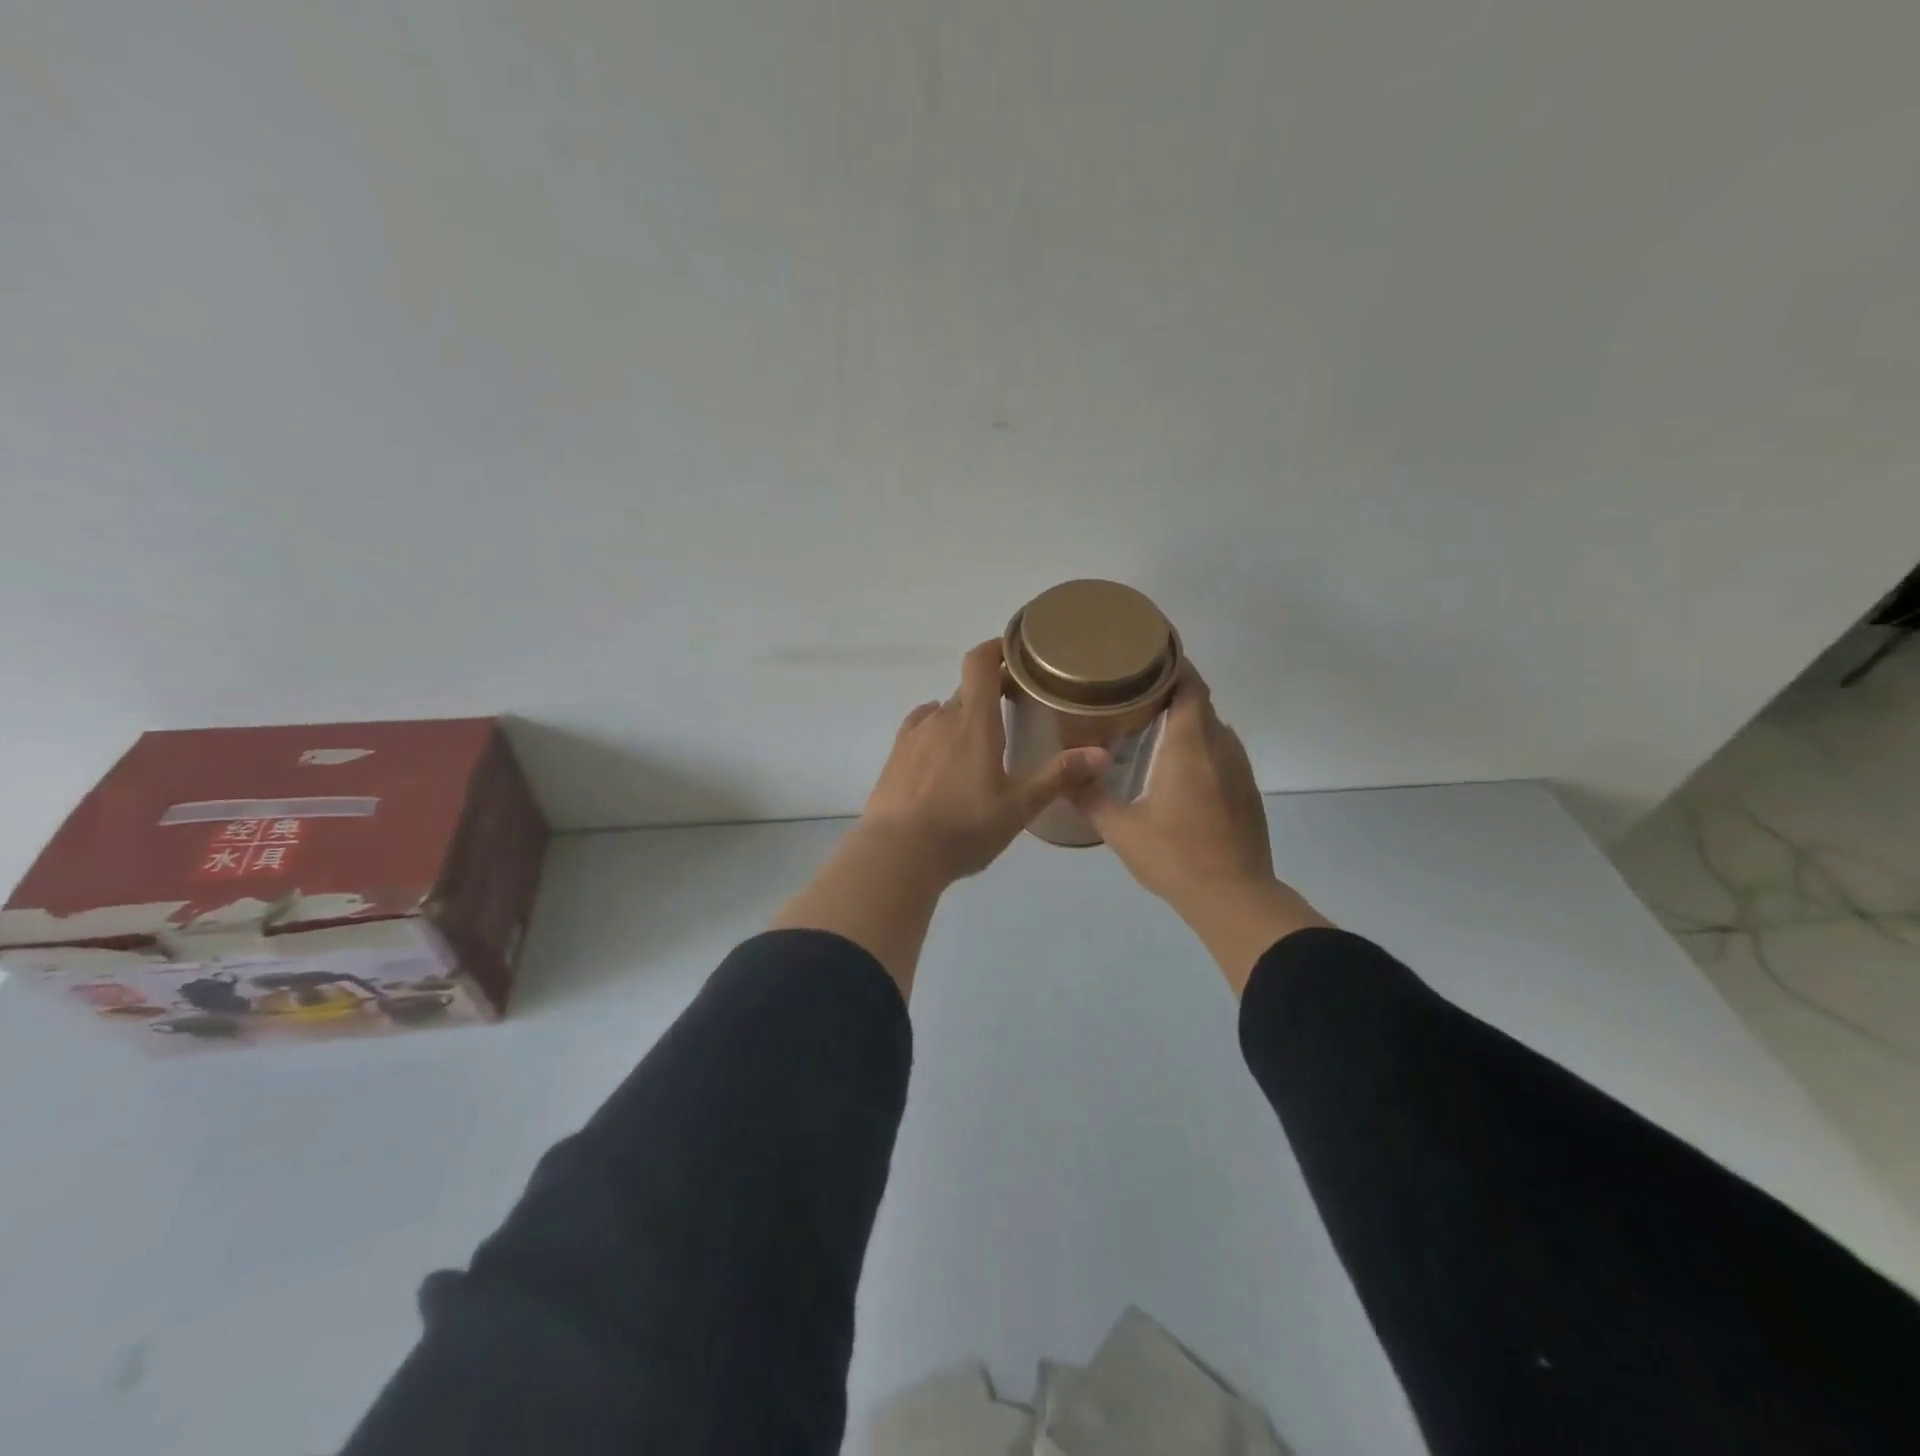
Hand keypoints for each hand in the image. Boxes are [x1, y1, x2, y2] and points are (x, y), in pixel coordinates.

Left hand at [862, 639, 1110, 886]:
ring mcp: (914, 735)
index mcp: (975, 722)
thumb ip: (1058, 776)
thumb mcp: (1018, 807)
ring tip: (980, 741)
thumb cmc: (964, 827)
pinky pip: (920, 727)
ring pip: (944, 711)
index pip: (980, 663)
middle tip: (1014, 708)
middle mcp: (942, 718)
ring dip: (964, 716)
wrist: (897, 853)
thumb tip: (1103, 754)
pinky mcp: (895, 756)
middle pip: (968, 689)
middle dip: (991, 691)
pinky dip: (936, 729)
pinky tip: (941, 748)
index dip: (996, 649)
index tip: (1015, 652)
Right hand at [1071, 661, 1330, 992]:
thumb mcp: (1121, 830)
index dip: (1173, 664)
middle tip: (1133, 689)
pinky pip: (1222, 750)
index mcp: (1190, 746)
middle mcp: (1220, 747)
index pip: (1189, 686)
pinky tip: (1176, 765)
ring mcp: (1239, 769)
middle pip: (1200, 701)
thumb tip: (1063, 776)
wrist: (1234, 897)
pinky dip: (1200, 744)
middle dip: (1172, 689)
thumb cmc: (1175, 857)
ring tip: (1152, 722)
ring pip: (1213, 727)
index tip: (1147, 654)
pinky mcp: (1246, 790)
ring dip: (1187, 718)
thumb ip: (1090, 798)